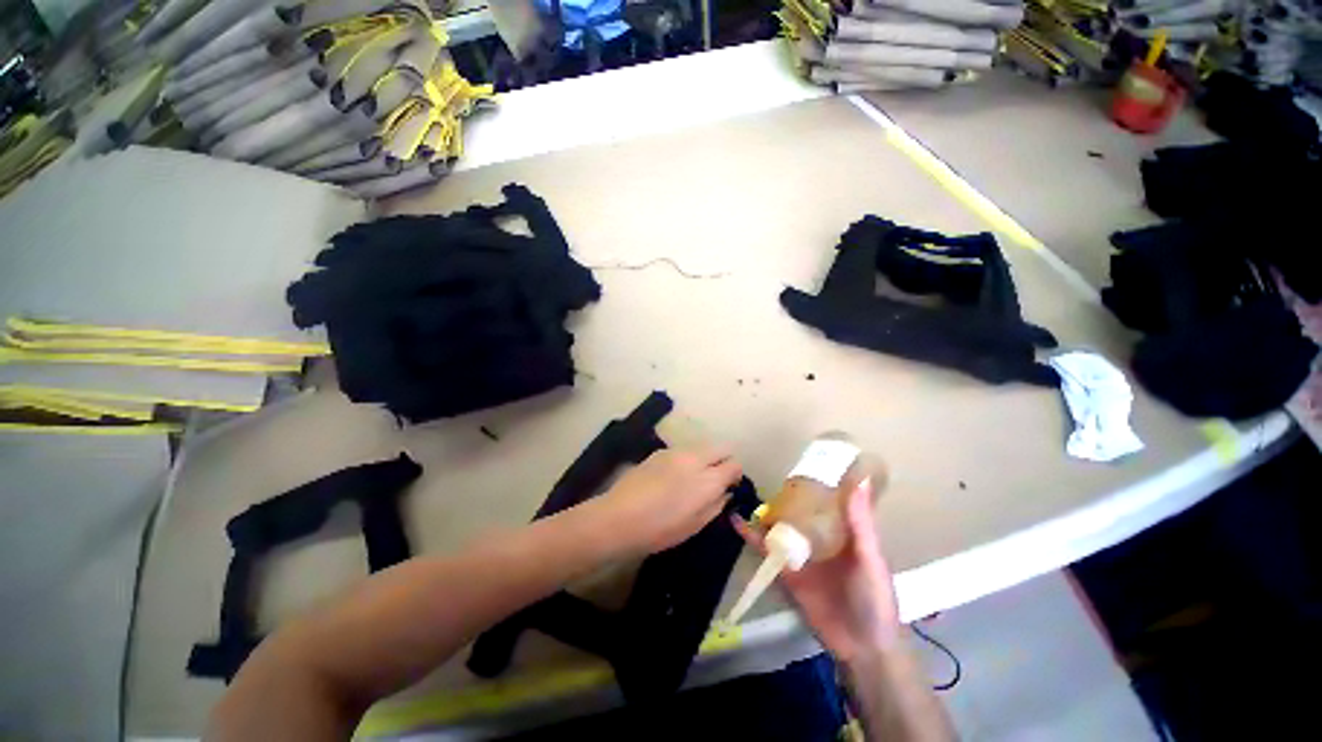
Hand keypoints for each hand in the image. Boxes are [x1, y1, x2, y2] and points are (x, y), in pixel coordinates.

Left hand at [591, 446, 742, 556]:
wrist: (619, 517)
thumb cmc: (660, 529)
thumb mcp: (695, 525)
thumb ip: (716, 505)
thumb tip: (725, 492)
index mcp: (708, 479)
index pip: (734, 464)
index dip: (735, 475)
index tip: (729, 487)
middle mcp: (695, 458)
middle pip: (721, 447)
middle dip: (724, 460)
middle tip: (715, 480)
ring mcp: (676, 451)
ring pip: (702, 446)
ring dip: (705, 458)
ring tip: (692, 478)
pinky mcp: (660, 451)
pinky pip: (684, 450)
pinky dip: (687, 458)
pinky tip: (672, 476)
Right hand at [733, 478, 900, 662]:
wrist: (862, 648)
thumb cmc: (875, 598)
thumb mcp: (871, 558)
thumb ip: (861, 523)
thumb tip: (861, 479)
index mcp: (843, 531)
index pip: (827, 499)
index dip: (815, 481)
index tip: (800, 460)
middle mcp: (820, 538)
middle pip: (799, 512)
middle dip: (784, 496)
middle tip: (766, 473)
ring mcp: (802, 555)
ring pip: (780, 527)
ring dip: (764, 513)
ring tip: (745, 492)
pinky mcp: (787, 572)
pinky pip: (768, 551)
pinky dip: (752, 538)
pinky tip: (737, 523)